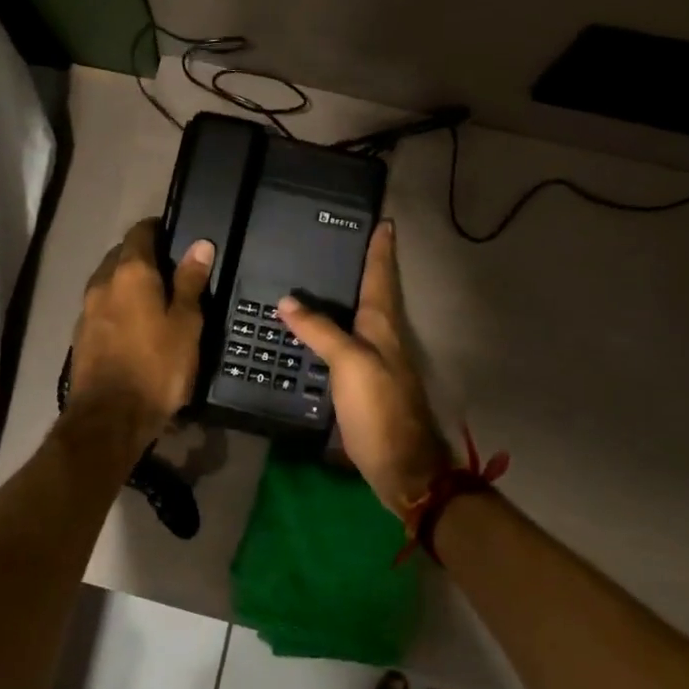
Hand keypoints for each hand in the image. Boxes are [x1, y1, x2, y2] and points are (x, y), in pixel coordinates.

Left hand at [71, 219, 214, 431]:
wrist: (110, 418)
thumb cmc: (157, 367)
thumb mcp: (186, 324)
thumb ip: (191, 282)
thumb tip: (200, 245)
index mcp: (131, 272)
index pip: (140, 232)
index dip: (158, 229)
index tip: (175, 235)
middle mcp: (102, 282)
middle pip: (120, 255)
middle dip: (142, 255)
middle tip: (170, 268)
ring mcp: (87, 310)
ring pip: (108, 281)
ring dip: (127, 282)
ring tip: (154, 297)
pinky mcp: (80, 335)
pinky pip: (101, 306)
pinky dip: (117, 305)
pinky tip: (134, 324)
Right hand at [278, 220, 448, 517]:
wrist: (401, 466)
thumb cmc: (380, 409)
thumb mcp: (349, 363)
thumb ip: (320, 330)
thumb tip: (287, 300)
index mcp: (383, 325)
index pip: (381, 276)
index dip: (381, 249)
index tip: (383, 222)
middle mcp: (383, 337)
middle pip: (375, 292)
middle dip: (365, 266)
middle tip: (342, 241)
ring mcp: (375, 361)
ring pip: (361, 317)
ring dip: (349, 295)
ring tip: (323, 277)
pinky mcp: (364, 383)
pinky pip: (347, 342)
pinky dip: (334, 327)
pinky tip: (314, 330)